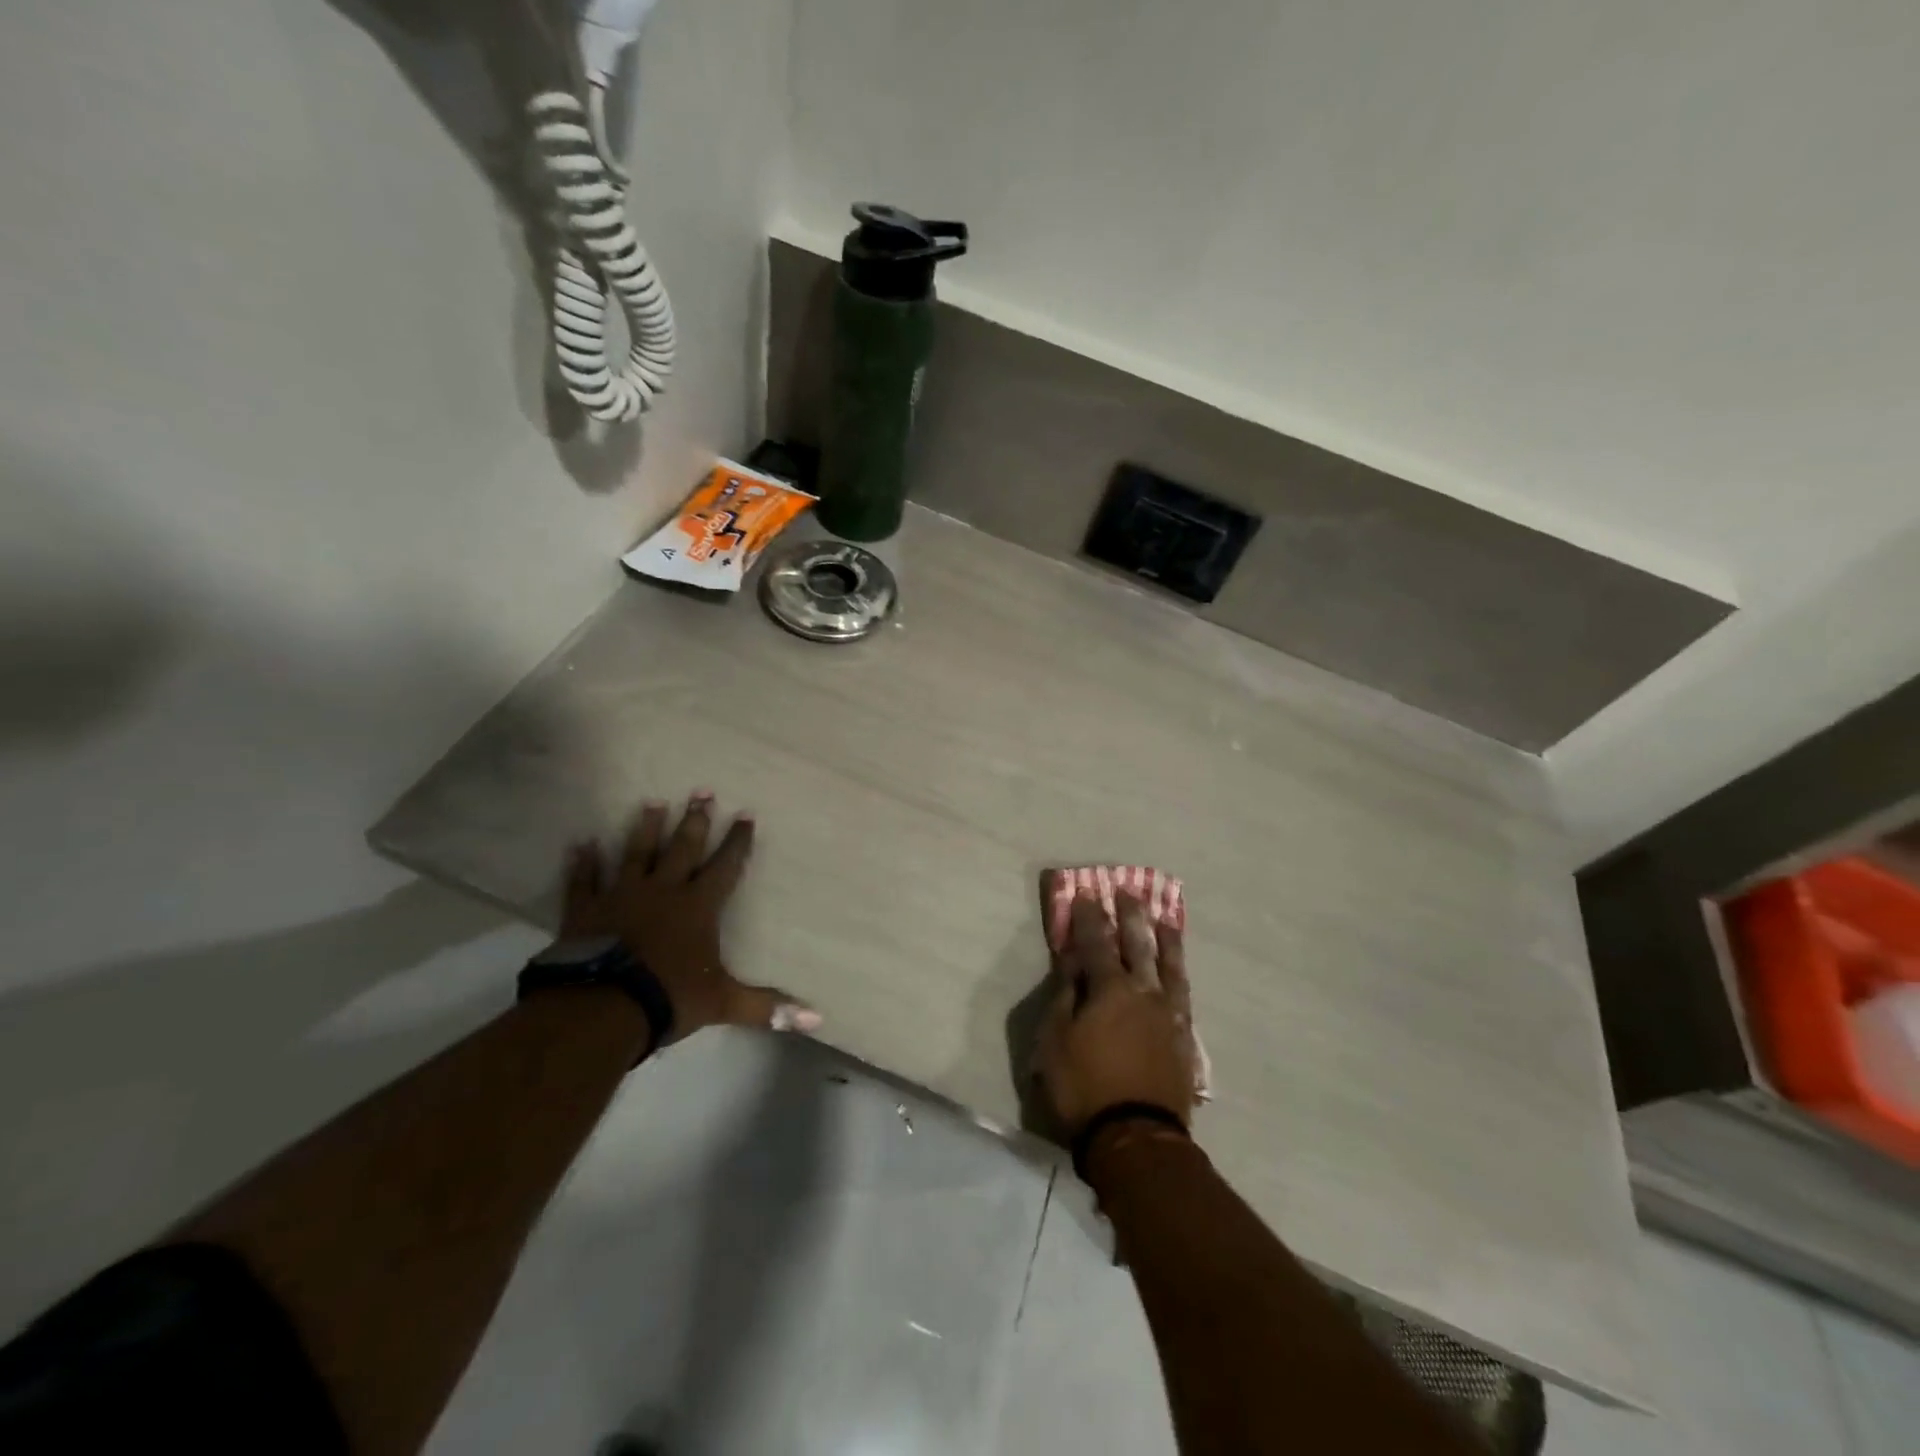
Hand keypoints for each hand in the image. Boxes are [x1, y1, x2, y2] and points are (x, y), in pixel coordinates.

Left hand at [560, 791, 820, 1042]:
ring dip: (645, 828)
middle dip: (695, 821)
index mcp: (698, 906)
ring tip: (652, 801)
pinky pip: (584, 881)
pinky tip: (581, 843)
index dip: (737, 841)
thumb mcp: (724, 1002)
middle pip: (682, 848)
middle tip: (701, 790)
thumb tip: (816, 1020)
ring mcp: (621, 896)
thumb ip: (767, 1006)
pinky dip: (583, 863)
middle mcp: (663, 891)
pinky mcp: (585, 910)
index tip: (746, 814)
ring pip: (636, 854)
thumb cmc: (669, 997)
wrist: (601, 1008)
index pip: (725, 866)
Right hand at [1035, 892, 1196, 1136]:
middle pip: (1138, 945)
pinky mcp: (1183, 1037)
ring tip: (1164, 919)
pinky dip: (1180, 974)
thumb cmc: (1084, 1086)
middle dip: (1131, 917)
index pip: (1096, 943)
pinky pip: (1183, 993)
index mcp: (1109, 988)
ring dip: (1164, 939)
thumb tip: (1072, 962)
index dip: (1090, 918)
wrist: (1136, 1136)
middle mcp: (1143, 991)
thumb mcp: (1055, 1039)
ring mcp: (1168, 1013)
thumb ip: (1065, 995)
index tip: (1088, 894)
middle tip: (1129, 892)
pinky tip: (1178, 969)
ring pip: (1169, 965)